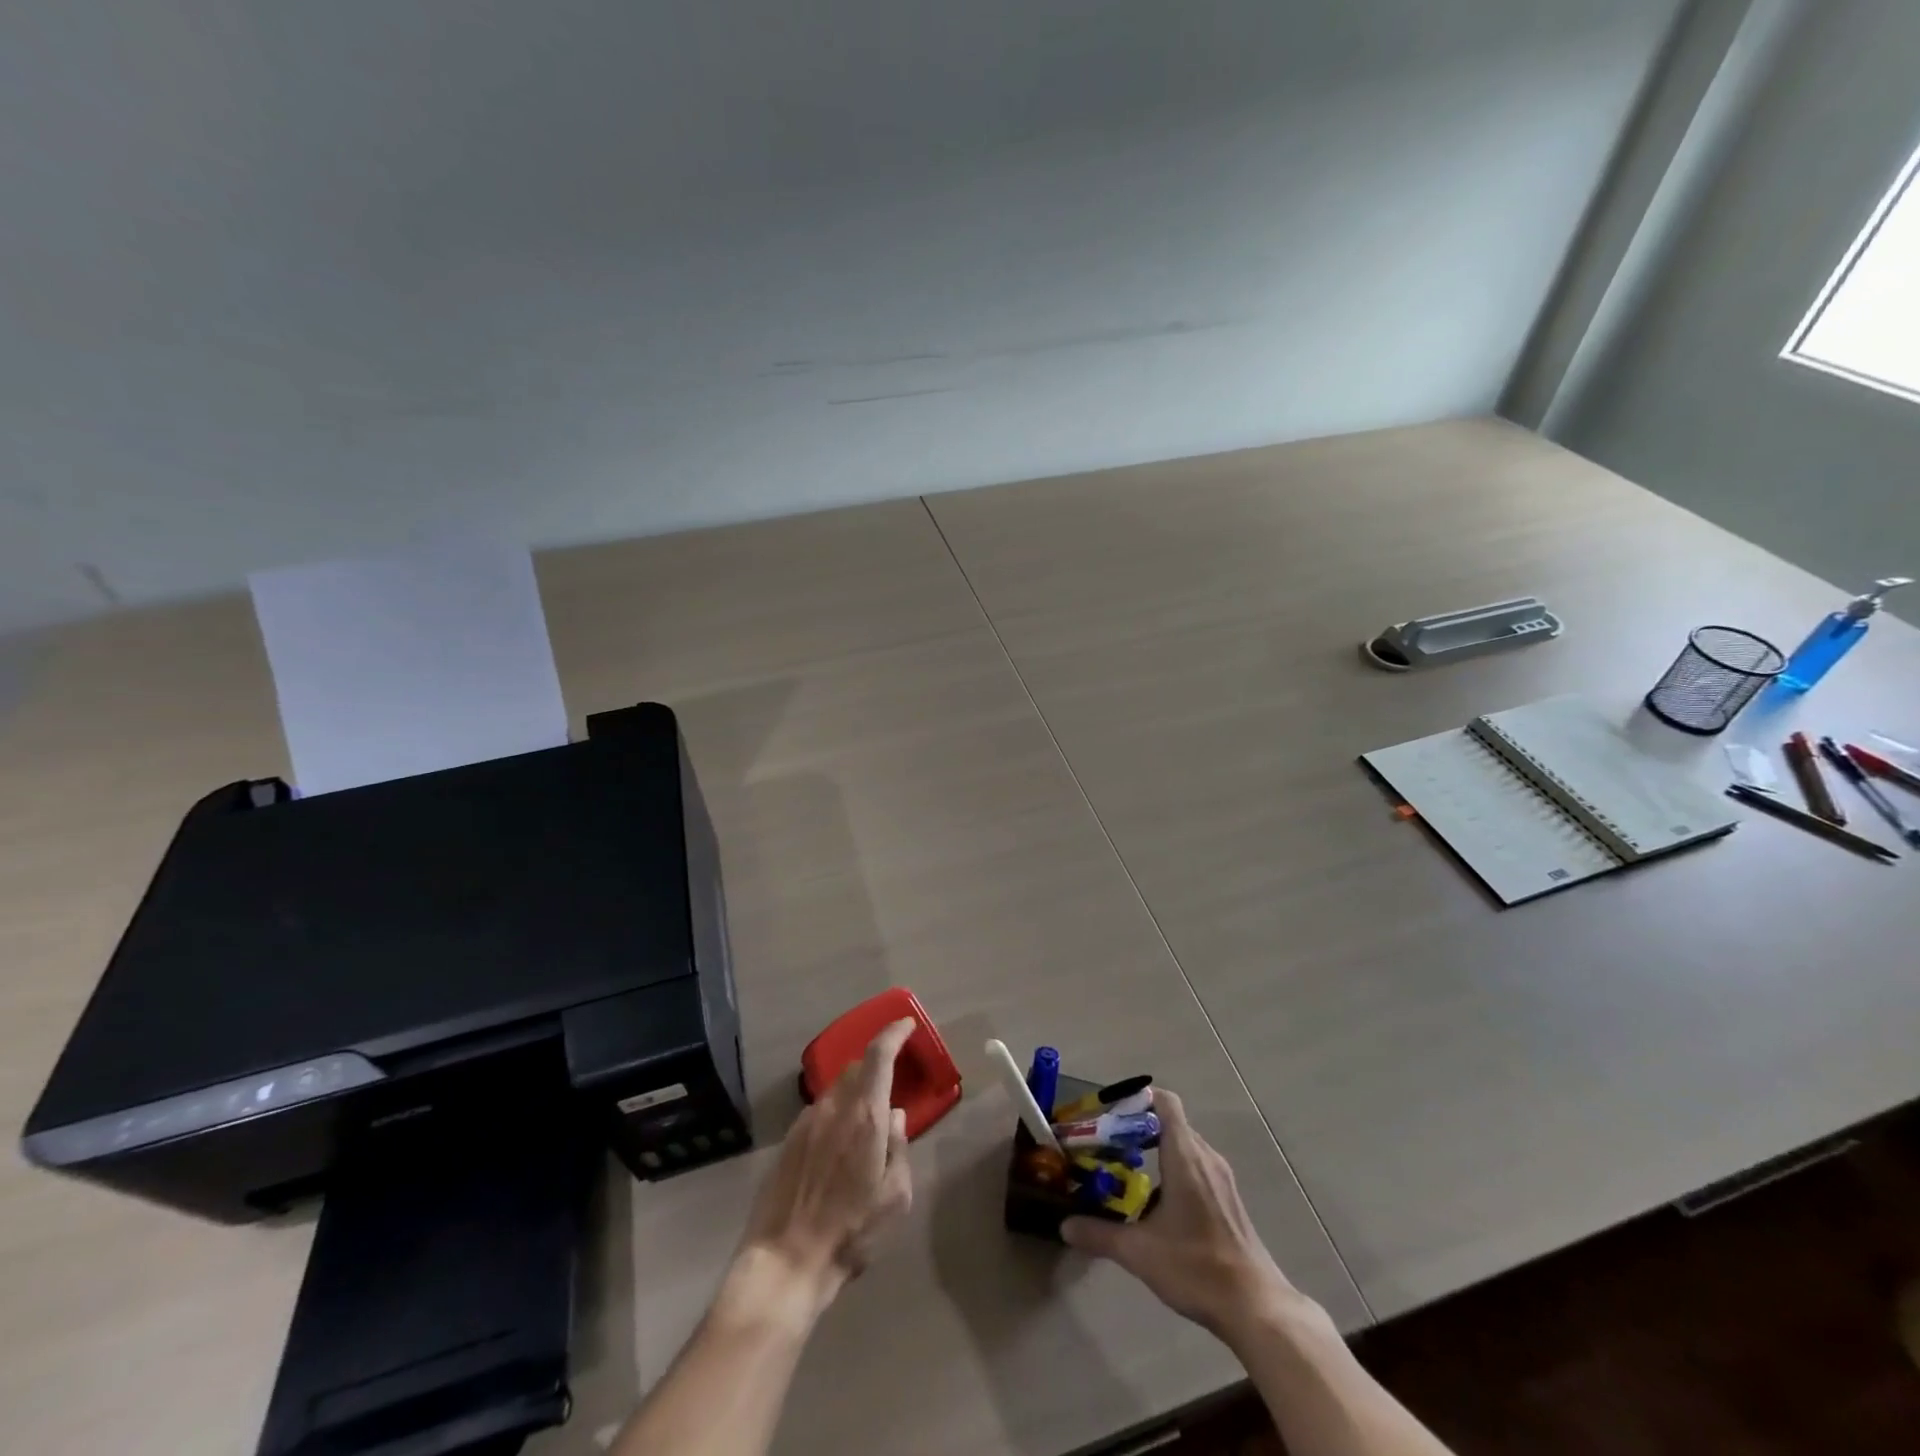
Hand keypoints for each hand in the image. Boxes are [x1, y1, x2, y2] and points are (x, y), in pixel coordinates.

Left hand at [737, 1017, 915, 1310]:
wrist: (786, 1260)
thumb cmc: (851, 1231)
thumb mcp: (896, 1197)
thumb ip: (899, 1148)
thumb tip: (894, 1117)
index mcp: (865, 1115)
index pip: (879, 1054)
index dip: (893, 1033)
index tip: (906, 1024)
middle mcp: (834, 1108)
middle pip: (856, 1068)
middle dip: (875, 1067)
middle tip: (890, 1084)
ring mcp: (806, 1122)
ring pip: (836, 1090)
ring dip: (854, 1093)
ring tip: (864, 1122)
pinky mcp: (788, 1140)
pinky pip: (818, 1112)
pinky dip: (834, 1115)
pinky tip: (837, 1147)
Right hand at [1061, 1090, 1310, 1341]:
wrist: (1256, 1308)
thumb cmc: (1196, 1267)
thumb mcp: (1139, 1252)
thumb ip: (1100, 1234)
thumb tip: (1064, 1226)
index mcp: (1185, 1156)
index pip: (1164, 1102)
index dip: (1138, 1100)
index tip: (1111, 1115)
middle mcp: (1206, 1157)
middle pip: (1171, 1123)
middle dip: (1139, 1129)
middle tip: (1109, 1146)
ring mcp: (1222, 1179)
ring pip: (1185, 1147)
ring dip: (1158, 1151)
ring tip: (1129, 1173)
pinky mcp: (1230, 1201)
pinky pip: (1198, 1168)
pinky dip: (1175, 1171)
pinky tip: (1159, 1206)